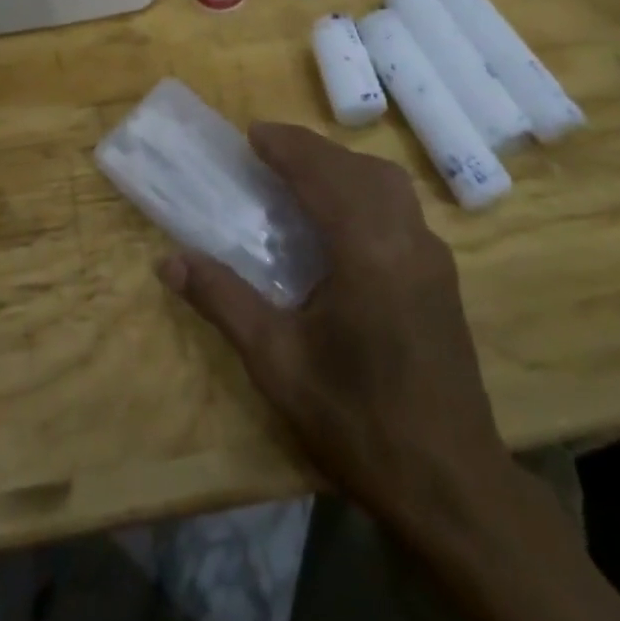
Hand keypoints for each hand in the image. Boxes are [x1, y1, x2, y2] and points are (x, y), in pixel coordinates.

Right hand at [158, 124, 512, 527]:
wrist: (451, 486)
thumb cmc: (357, 421)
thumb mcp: (277, 362)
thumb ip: (223, 301)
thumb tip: (168, 261)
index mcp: (367, 250)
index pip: (322, 173)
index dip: (285, 146)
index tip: (251, 133)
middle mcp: (407, 238)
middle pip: (357, 168)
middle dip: (311, 149)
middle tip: (268, 150)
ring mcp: (433, 255)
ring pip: (386, 181)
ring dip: (342, 165)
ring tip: (301, 174)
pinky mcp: (443, 275)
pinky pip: (401, 206)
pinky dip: (365, 188)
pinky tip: (342, 218)